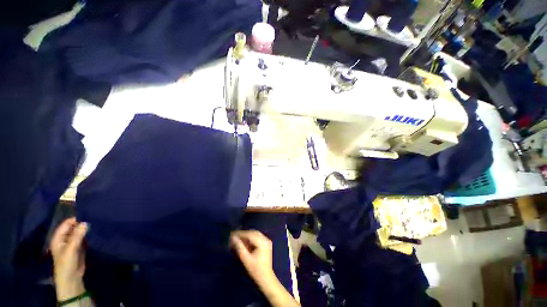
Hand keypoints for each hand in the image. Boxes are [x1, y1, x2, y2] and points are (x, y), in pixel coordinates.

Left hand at [50, 218, 87, 300]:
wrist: (71, 278)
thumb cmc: (66, 263)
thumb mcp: (71, 249)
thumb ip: (77, 236)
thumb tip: (85, 222)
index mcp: (58, 237)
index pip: (66, 223)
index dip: (75, 219)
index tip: (87, 214)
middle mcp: (64, 238)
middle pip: (73, 227)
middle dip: (82, 223)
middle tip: (94, 218)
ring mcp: (72, 242)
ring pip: (79, 231)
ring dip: (86, 228)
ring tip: (96, 223)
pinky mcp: (79, 246)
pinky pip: (84, 237)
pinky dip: (88, 234)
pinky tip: (95, 231)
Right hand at [231, 230, 300, 306]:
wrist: (266, 278)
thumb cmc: (255, 270)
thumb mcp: (246, 259)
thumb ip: (240, 247)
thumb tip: (233, 238)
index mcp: (262, 242)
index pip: (250, 234)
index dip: (241, 234)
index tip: (232, 234)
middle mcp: (266, 239)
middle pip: (253, 233)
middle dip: (244, 234)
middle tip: (234, 236)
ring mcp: (267, 241)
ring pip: (255, 234)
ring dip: (247, 236)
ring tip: (238, 239)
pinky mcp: (266, 244)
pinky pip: (257, 237)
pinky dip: (251, 238)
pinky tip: (245, 242)